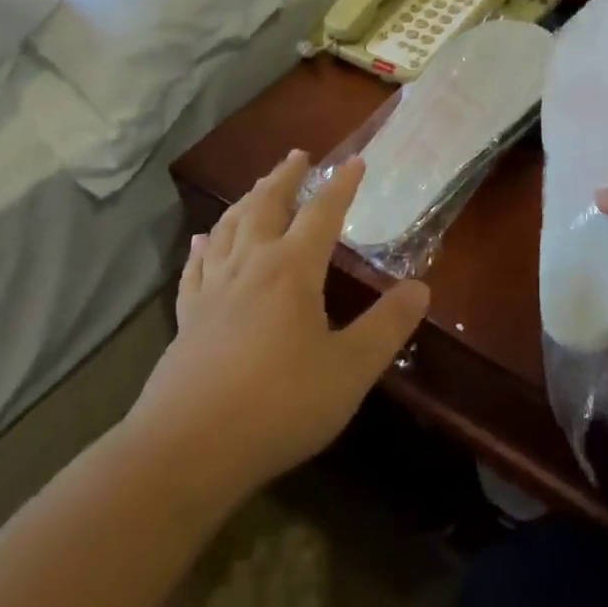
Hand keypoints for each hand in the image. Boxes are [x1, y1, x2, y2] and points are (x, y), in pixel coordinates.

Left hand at [125, 151, 428, 489]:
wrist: (186, 451)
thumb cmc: (278, 405)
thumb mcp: (349, 370)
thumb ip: (387, 327)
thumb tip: (421, 288)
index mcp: (292, 270)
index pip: (321, 213)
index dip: (340, 186)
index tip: (355, 161)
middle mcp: (250, 267)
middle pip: (266, 206)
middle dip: (285, 178)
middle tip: (297, 155)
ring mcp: (212, 292)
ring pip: (228, 229)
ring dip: (247, 201)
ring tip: (257, 186)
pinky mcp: (186, 320)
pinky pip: (195, 269)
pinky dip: (202, 247)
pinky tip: (201, 240)